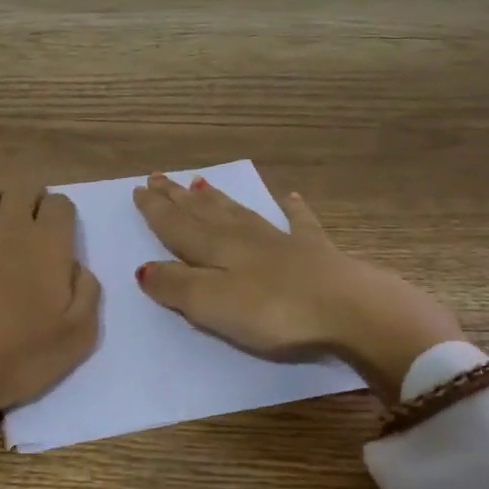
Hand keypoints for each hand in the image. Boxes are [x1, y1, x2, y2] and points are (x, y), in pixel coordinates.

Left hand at [0, 183, 100, 467]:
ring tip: (0, 230)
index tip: (60, 240)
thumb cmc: (16, 356)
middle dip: (33, 201)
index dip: (63, 217)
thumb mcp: (77, 337)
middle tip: (33, 230)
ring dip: (0, 202)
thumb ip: (87, 293)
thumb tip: (77, 267)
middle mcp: (10, 224)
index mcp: (48, 243)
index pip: (61, 203)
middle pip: (25, 187)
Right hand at [131, 174, 460, 398]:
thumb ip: (176, 286)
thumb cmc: (273, 311)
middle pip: (203, 213)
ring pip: (239, 213)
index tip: (139, 189)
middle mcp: (243, 237)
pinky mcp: (315, 252)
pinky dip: (292, 208)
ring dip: (216, 199)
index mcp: (216, 249)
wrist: (349, 309)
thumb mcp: (212, 304)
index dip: (156, 210)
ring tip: (199, 183)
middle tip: (158, 177)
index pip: (177, 225)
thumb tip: (144, 269)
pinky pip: (298, 222)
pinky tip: (290, 196)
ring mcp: (281, 241)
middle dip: (178, 197)